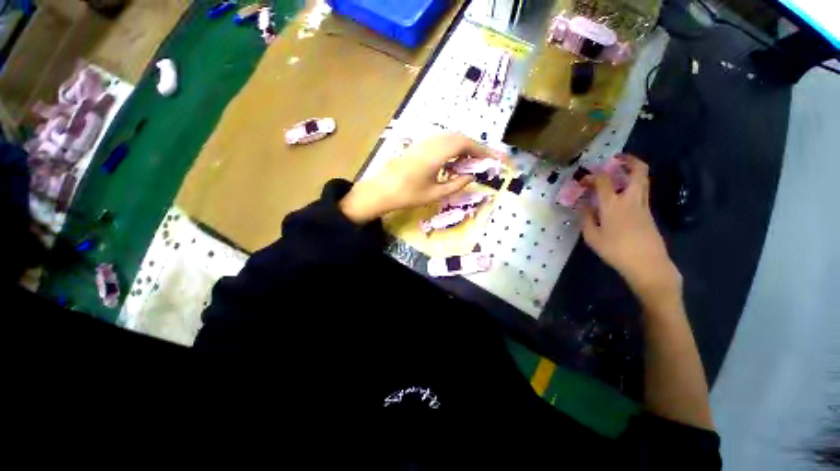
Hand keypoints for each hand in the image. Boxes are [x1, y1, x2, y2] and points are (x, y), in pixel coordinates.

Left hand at [340, 133, 505, 223]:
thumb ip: (456, 184)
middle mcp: (431, 143)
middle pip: (459, 137)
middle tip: (482, 162)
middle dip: (474, 147)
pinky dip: (452, 148)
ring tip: (470, 163)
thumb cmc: (407, 195)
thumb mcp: (435, 194)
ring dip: (463, 147)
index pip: (465, 144)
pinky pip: (440, 142)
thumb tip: (471, 177)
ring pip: (449, 138)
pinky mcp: (418, 146)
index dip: (481, 149)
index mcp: (436, 154)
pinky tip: (452, 162)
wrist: (381, 191)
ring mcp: (423, 143)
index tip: (492, 158)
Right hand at [581, 155, 682, 307]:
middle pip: (638, 171)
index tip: (583, 177)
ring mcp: (643, 205)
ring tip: (619, 173)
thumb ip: (586, 218)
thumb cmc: (616, 250)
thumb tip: (584, 206)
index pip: (604, 180)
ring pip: (643, 180)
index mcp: (614, 204)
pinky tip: (621, 195)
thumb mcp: (592, 236)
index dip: (593, 175)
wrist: (647, 264)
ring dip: (633, 172)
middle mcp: (631, 199)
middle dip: (629, 160)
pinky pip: (641, 192)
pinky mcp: (648, 214)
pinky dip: (632, 186)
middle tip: (617, 159)